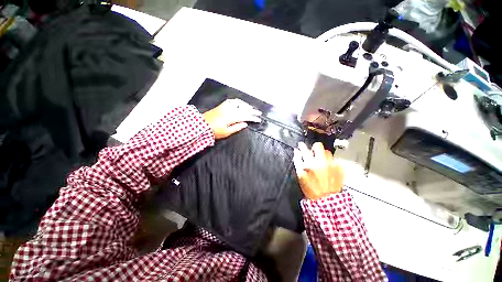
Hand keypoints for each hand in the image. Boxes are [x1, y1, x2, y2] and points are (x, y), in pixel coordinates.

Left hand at [203, 99, 261, 139]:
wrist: (201, 126)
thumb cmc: (214, 131)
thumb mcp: (226, 133)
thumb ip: (236, 127)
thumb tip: (245, 124)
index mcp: (231, 117)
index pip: (245, 116)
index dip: (253, 118)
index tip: (258, 119)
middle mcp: (229, 110)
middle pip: (243, 109)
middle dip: (252, 110)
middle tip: (258, 112)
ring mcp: (225, 106)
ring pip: (238, 103)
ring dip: (246, 105)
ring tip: (251, 108)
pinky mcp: (221, 105)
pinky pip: (231, 101)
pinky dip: (237, 102)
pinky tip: (240, 104)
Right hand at [293, 142, 343, 199]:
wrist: (327, 199)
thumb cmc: (310, 188)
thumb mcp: (300, 175)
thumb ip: (298, 161)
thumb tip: (296, 151)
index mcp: (311, 163)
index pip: (305, 150)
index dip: (302, 146)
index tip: (301, 144)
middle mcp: (322, 161)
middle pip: (319, 146)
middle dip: (315, 148)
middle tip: (313, 153)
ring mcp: (332, 164)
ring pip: (327, 152)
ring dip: (323, 154)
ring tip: (321, 161)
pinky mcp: (340, 168)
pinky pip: (334, 159)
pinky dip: (329, 161)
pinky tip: (327, 168)